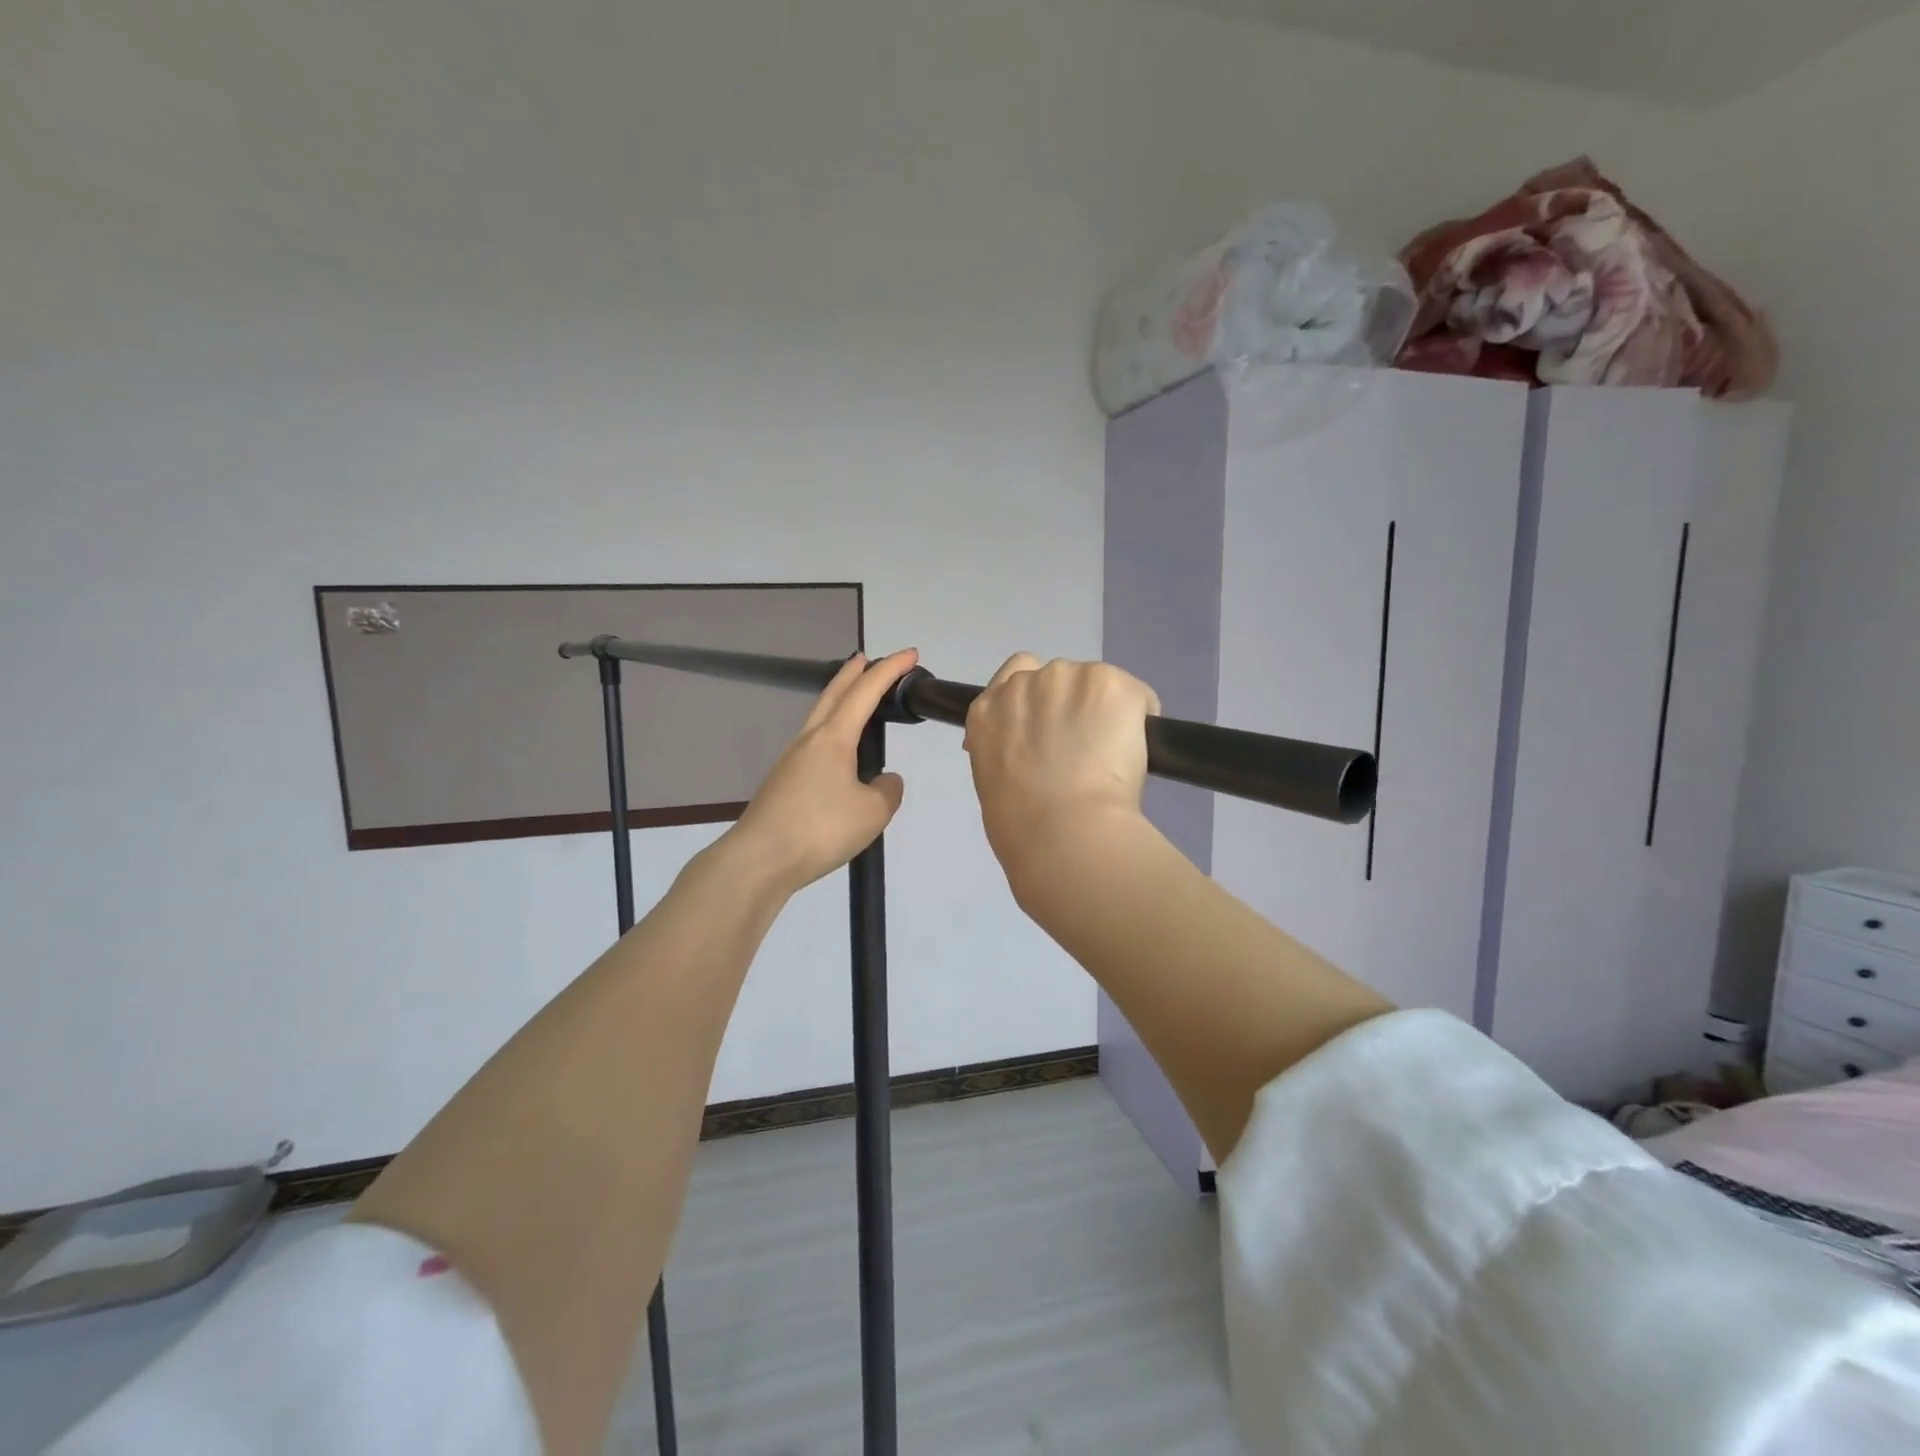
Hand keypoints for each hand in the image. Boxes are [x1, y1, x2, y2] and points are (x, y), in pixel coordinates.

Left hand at [726, 649, 917, 892]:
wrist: (760, 859)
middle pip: (833, 694)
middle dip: (853, 673)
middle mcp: (809, 740)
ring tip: (855, 701)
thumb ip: (887, 790)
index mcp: (833, 738)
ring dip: (838, 702)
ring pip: (819, 718)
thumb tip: (883, 781)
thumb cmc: (820, 829)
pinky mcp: (783, 783)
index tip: (910, 654)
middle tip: (868, 659)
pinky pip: (813, 745)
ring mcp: (791, 761)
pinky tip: (840, 756)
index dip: (890, 670)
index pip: (866, 692)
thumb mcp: (873, 812)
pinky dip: (831, 734)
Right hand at [963, 655, 1159, 876]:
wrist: (1063, 831)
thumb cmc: (1021, 828)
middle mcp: (1024, 684)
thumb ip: (1009, 753)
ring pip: (1096, 684)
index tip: (1053, 722)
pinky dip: (1140, 716)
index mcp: (987, 711)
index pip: (1016, 673)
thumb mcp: (992, 783)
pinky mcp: (1109, 684)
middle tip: (1085, 749)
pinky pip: (1135, 695)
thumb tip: (1031, 756)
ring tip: (1112, 755)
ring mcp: (1067, 679)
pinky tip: (1138, 751)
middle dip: (1073, 705)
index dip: (1040, 697)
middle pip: (1059, 678)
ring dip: (1104, 709)